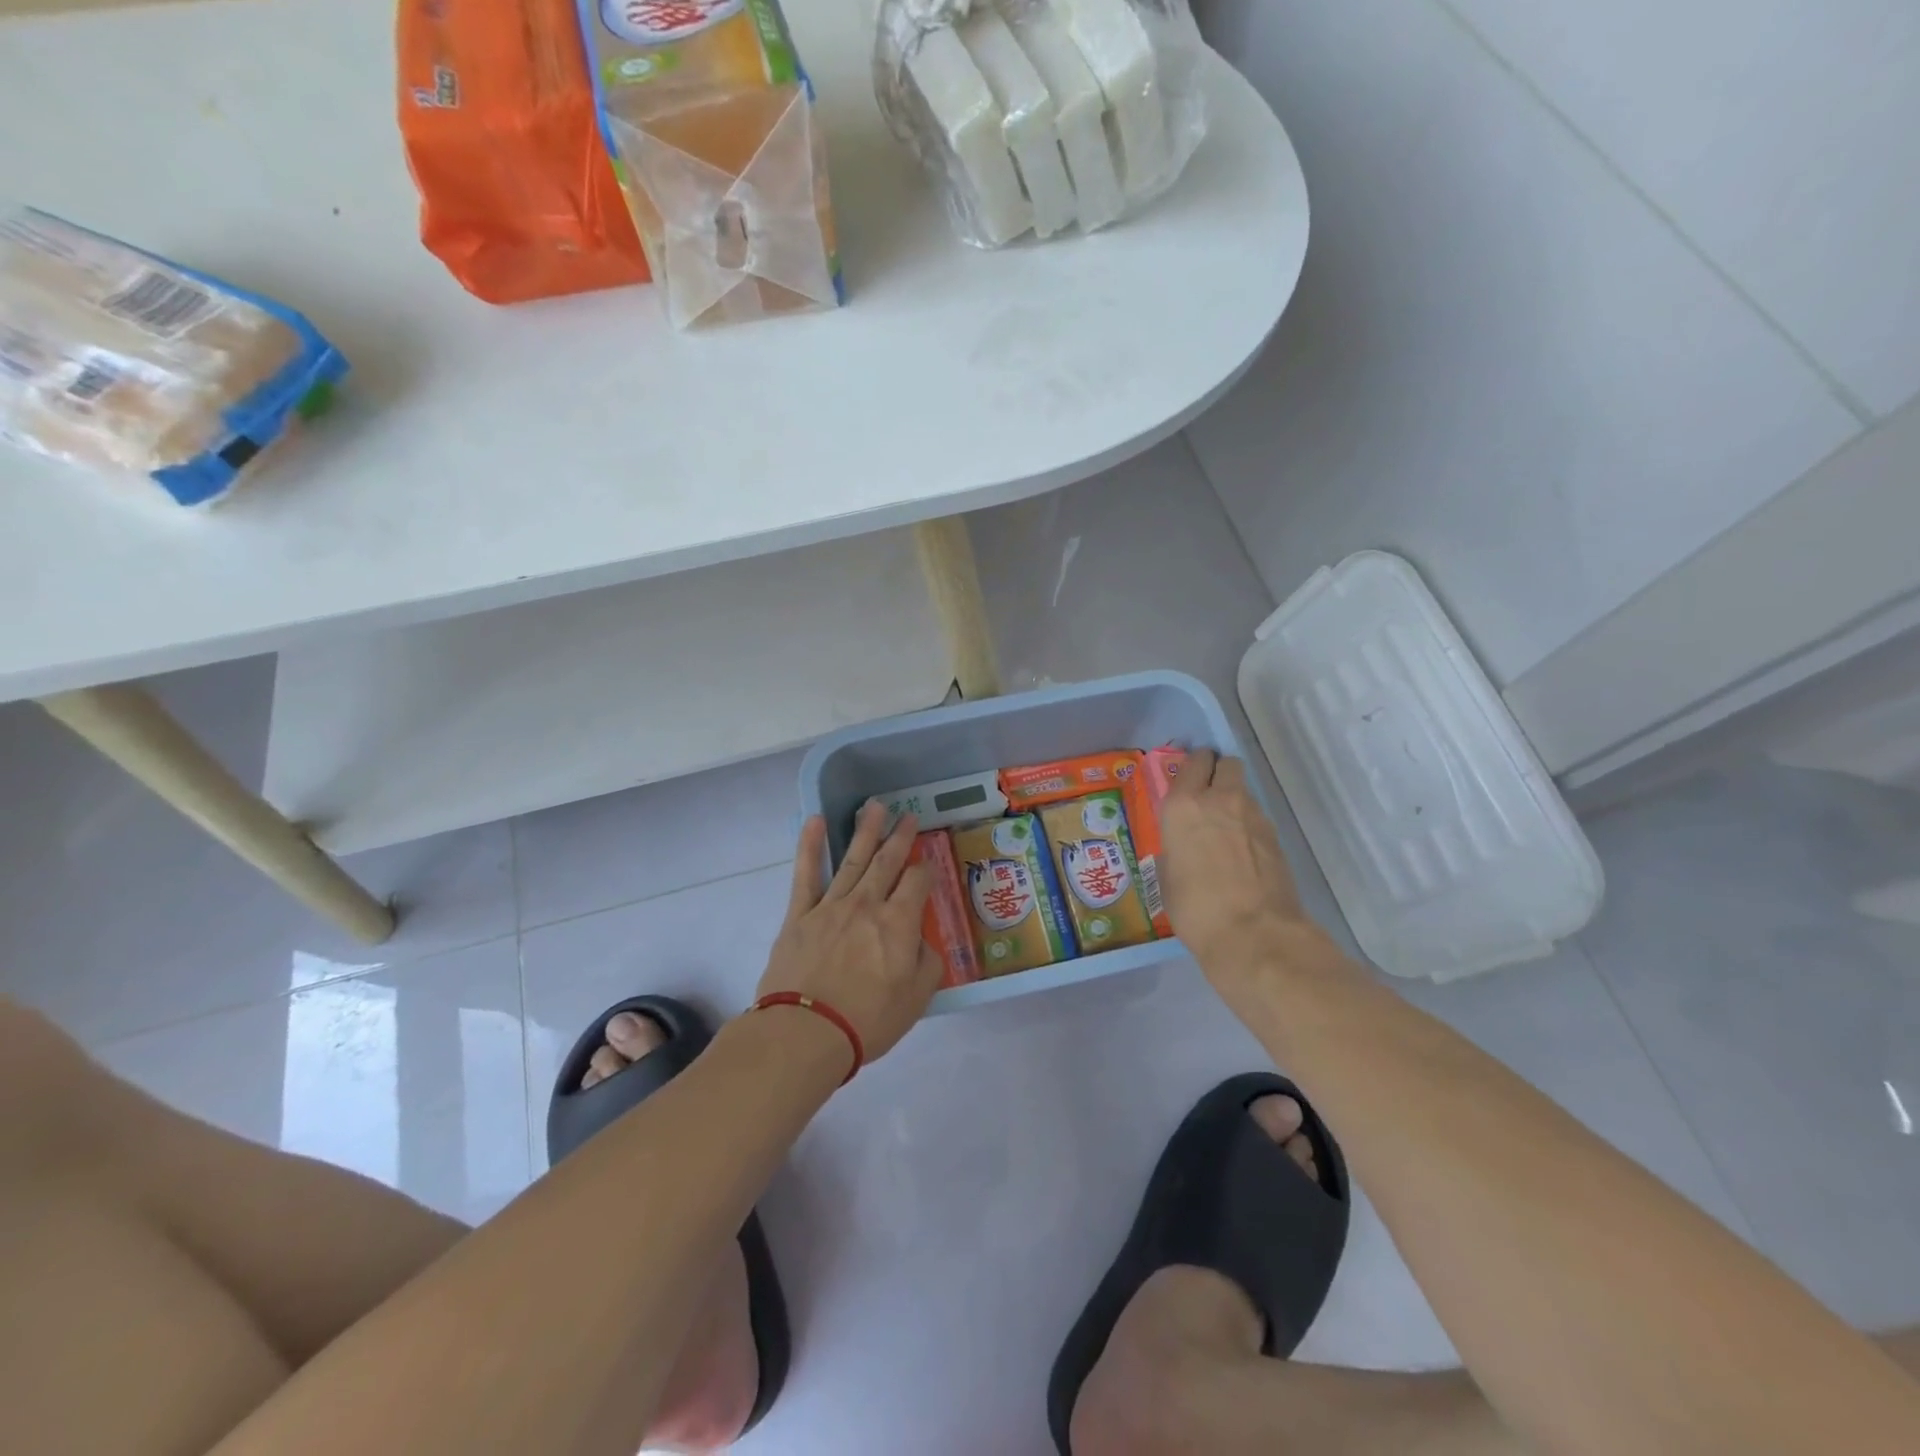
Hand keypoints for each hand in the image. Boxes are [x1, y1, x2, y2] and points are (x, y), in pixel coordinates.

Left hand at [755, 804, 942, 1064]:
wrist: (806, 1033)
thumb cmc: (868, 1020)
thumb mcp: (917, 998)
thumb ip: (927, 962)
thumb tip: (921, 941)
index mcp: (899, 922)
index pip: (918, 882)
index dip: (926, 870)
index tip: (929, 862)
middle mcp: (867, 904)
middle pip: (887, 862)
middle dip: (900, 837)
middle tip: (908, 816)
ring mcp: (831, 906)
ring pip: (853, 859)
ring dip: (865, 831)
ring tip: (875, 807)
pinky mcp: (799, 915)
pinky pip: (806, 874)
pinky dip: (810, 846)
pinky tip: (815, 821)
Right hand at [1159, 750, 1316, 978]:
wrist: (1253, 932)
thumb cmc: (1195, 908)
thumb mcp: (1167, 877)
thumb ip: (1174, 850)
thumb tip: (1182, 849)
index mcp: (1183, 805)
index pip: (1193, 762)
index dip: (1193, 766)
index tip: (1187, 779)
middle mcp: (1219, 799)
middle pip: (1226, 763)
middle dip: (1218, 771)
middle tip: (1208, 795)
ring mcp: (1252, 815)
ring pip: (1244, 789)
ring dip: (1234, 800)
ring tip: (1225, 831)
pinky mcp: (1275, 835)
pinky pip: (1257, 817)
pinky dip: (1249, 826)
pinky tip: (1242, 854)